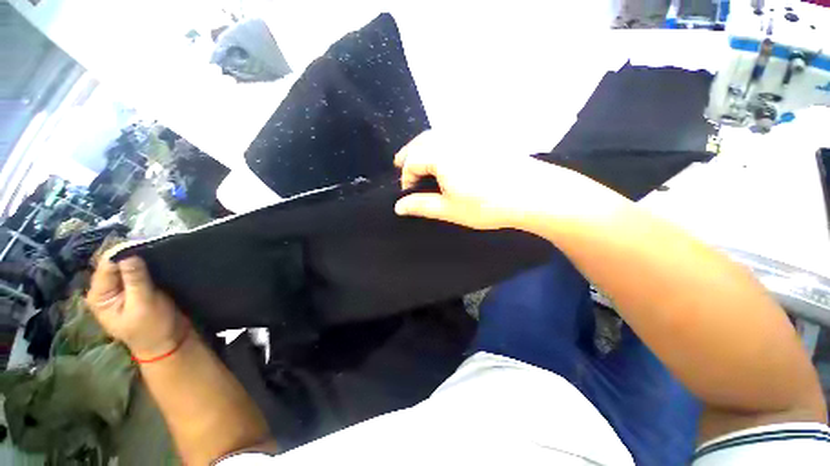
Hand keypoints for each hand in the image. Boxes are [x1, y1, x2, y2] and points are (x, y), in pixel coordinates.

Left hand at [87, 249, 185, 358]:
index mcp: (100, 294)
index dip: (123, 252)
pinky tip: (159, 260)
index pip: (107, 265)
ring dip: (142, 258)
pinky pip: (138, 270)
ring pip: (127, 265)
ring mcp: (121, 288)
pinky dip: (147, 264)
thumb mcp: (144, 304)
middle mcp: (107, 289)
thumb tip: (129, 254)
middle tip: (154, 246)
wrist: (168, 342)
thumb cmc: (152, 328)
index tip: (145, 243)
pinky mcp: (136, 288)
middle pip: (116, 263)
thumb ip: (135, 280)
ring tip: (158, 250)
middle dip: (134, 254)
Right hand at [394, 131, 564, 229]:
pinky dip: (440, 144)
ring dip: (423, 147)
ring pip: (436, 136)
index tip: (409, 195)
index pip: (412, 162)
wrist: (532, 193)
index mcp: (440, 154)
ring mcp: (469, 135)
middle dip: (409, 155)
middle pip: (421, 142)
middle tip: (399, 165)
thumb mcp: (449, 209)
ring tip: (418, 160)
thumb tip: (398, 207)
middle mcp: (452, 137)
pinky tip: (443, 155)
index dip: (406, 179)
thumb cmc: (486, 204)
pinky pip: (452, 135)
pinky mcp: (482, 137)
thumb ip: (421, 206)